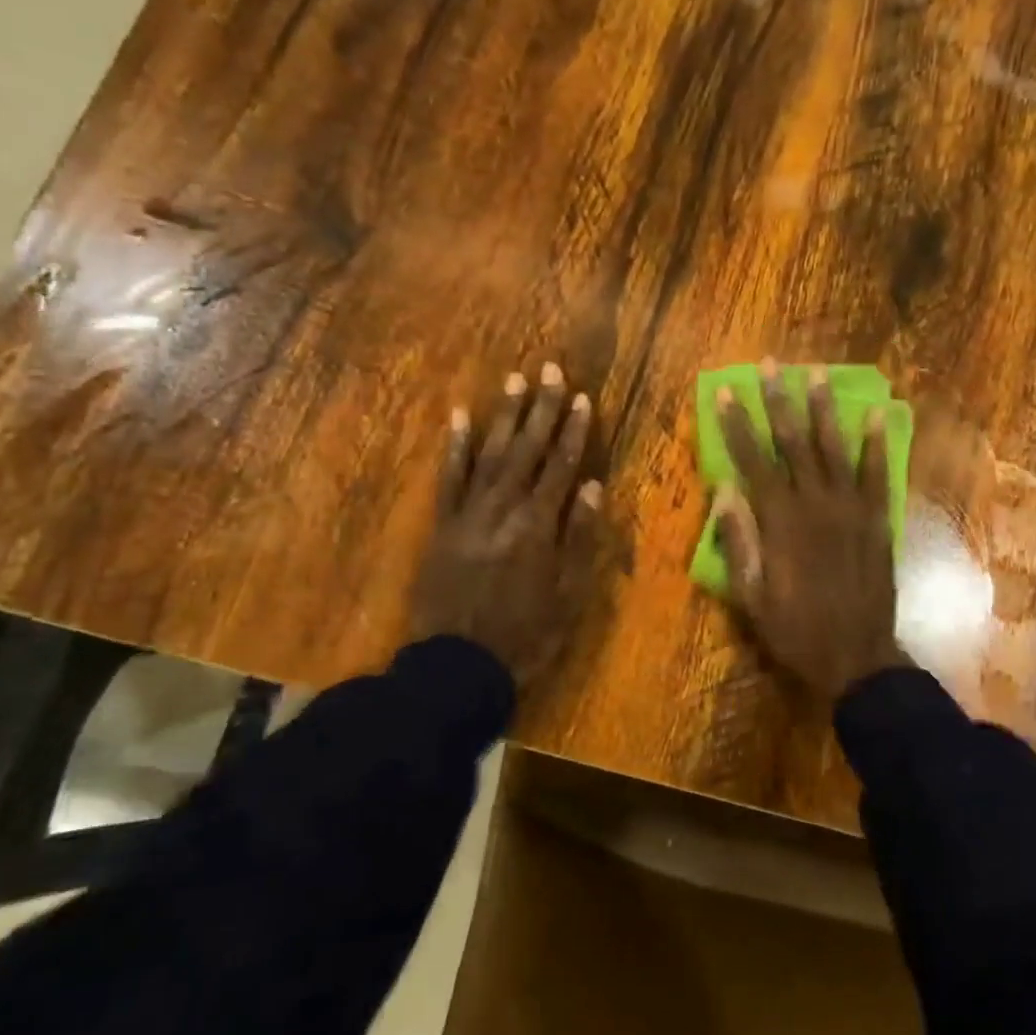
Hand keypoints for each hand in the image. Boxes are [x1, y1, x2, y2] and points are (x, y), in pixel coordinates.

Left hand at [410, 363, 603, 686]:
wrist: (459, 664)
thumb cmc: (526, 633)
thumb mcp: (569, 593)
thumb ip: (580, 537)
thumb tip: (593, 486)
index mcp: (539, 525)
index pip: (561, 466)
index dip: (574, 431)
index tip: (583, 398)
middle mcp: (504, 508)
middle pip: (527, 450)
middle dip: (542, 409)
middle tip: (552, 370)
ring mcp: (469, 513)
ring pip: (490, 454)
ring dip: (504, 417)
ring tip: (515, 381)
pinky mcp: (442, 525)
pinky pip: (448, 479)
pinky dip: (454, 447)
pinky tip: (458, 418)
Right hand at [715, 359, 906, 699]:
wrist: (857, 656)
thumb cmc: (796, 630)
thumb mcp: (751, 596)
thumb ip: (738, 541)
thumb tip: (725, 489)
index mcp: (780, 522)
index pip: (752, 462)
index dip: (738, 426)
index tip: (728, 391)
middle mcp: (815, 504)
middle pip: (793, 443)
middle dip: (780, 401)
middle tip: (773, 365)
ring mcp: (851, 509)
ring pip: (834, 449)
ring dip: (825, 409)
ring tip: (819, 374)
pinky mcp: (878, 519)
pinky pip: (878, 474)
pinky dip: (877, 443)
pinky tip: (877, 414)